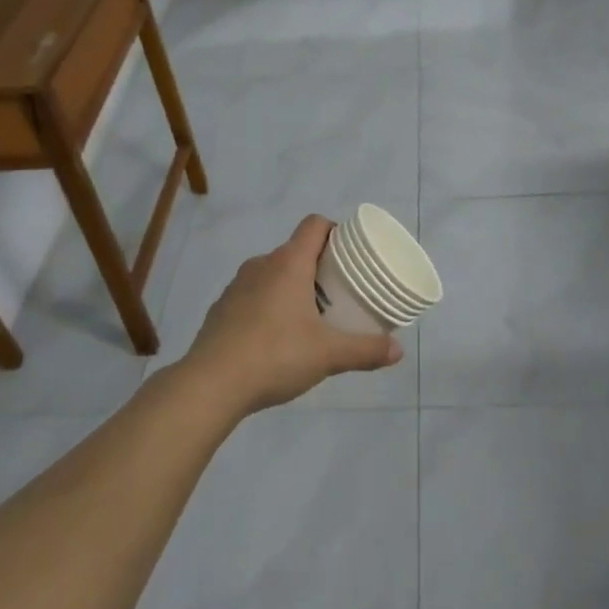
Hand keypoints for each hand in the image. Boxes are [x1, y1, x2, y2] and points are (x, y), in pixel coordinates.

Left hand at [179, 215, 402, 412]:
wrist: (211, 384)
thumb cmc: (275, 356)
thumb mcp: (328, 355)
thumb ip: (365, 350)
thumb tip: (398, 351)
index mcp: (289, 263)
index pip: (314, 225)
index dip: (335, 231)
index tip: (351, 253)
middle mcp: (261, 265)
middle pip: (296, 250)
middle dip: (319, 266)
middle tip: (340, 291)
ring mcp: (237, 286)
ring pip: (273, 274)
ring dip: (292, 286)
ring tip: (310, 316)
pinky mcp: (221, 308)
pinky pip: (253, 295)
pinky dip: (269, 305)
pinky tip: (277, 337)